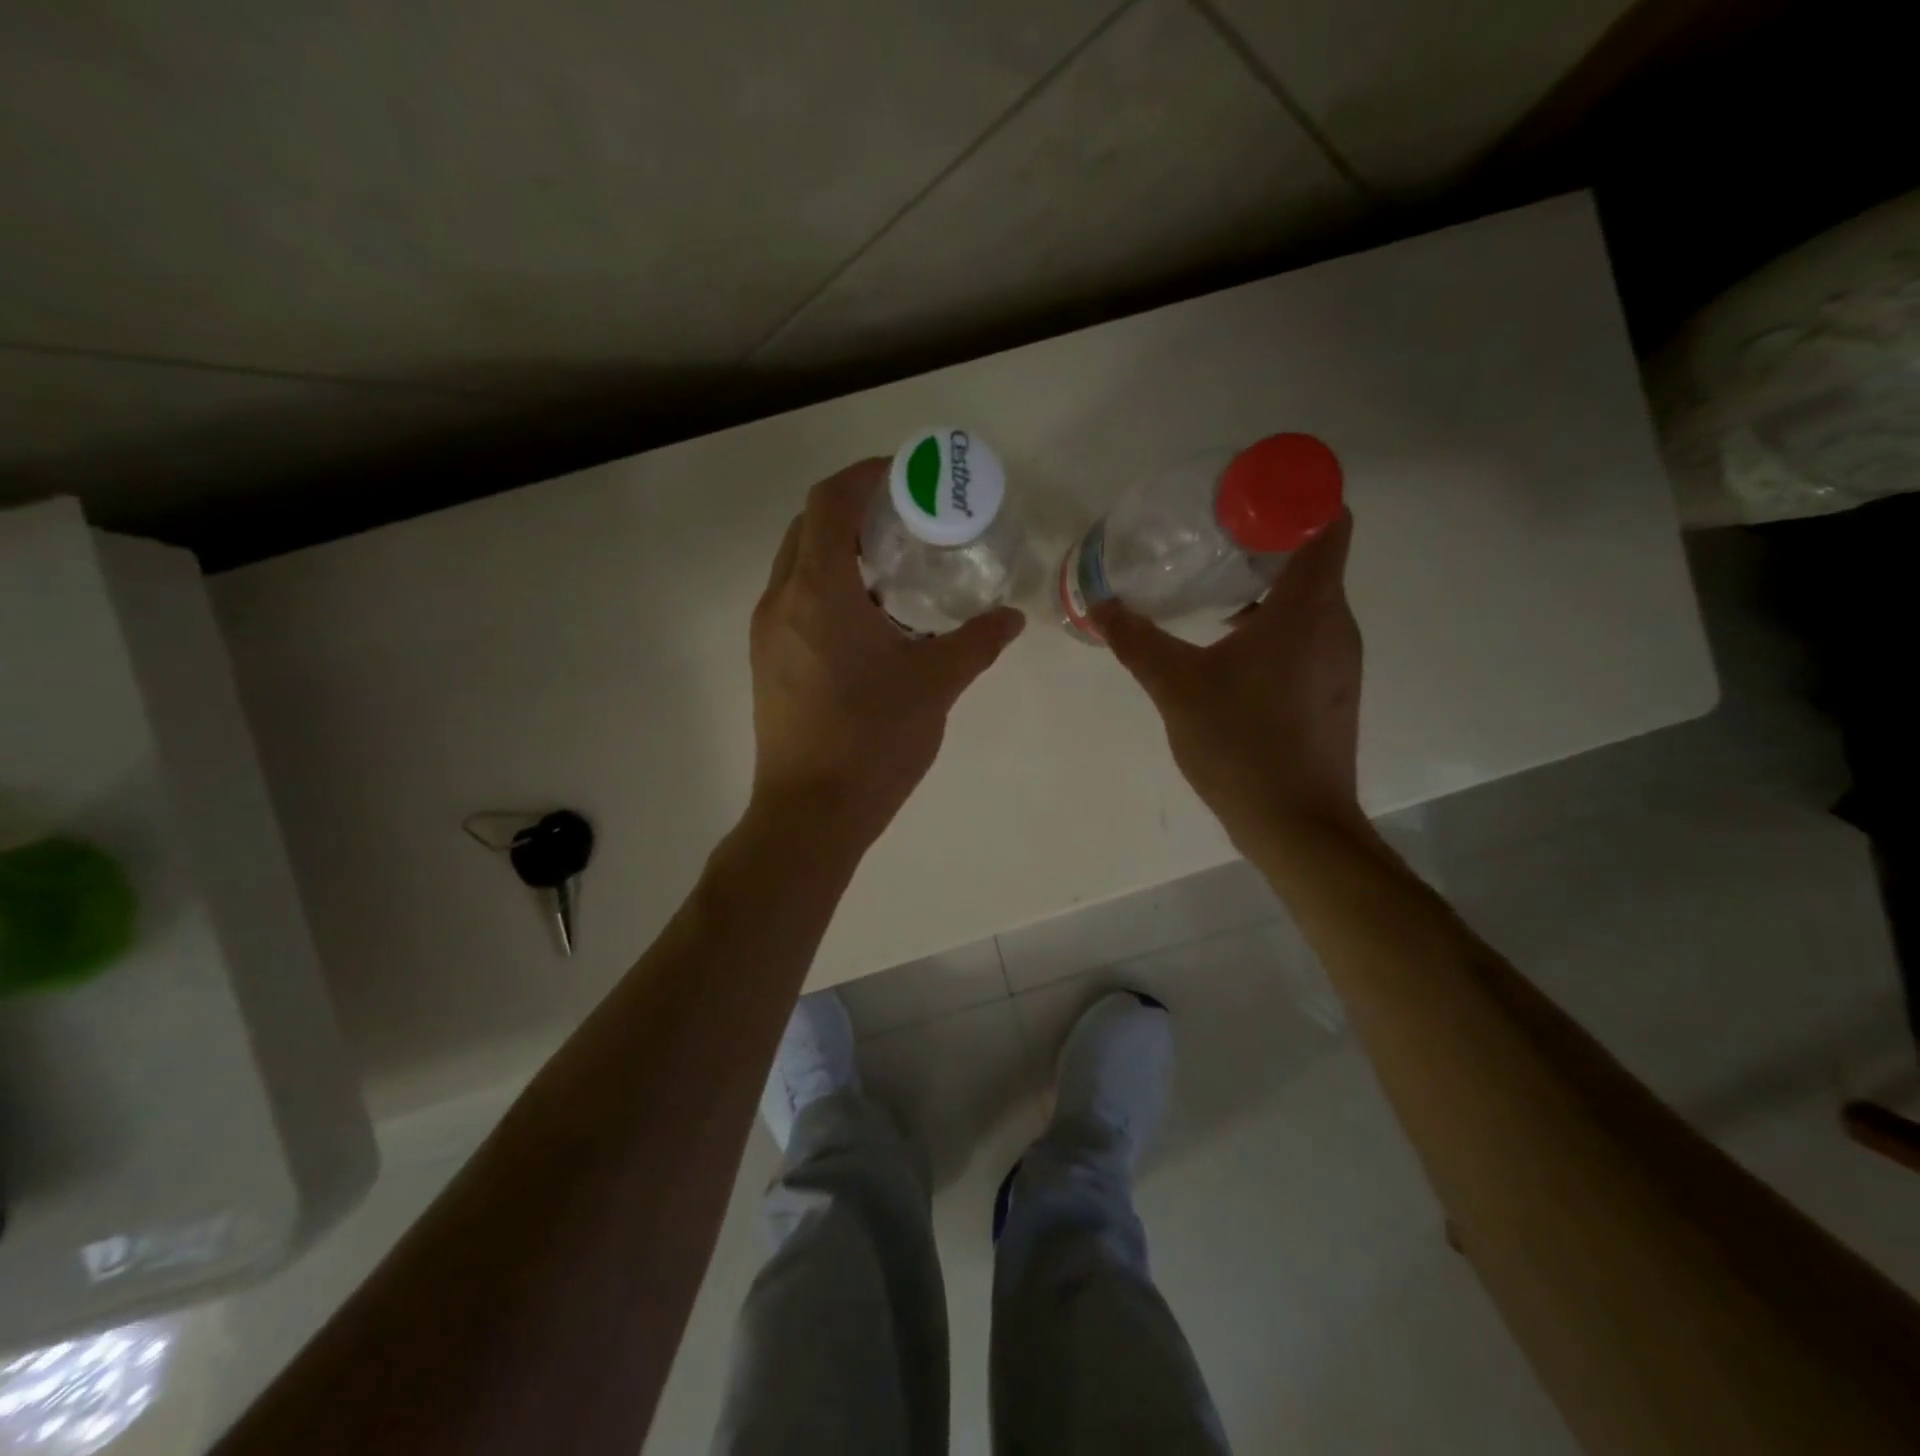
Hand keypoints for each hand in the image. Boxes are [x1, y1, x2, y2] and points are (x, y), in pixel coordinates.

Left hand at [749, 458, 1024, 846]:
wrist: (810, 813)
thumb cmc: (872, 741)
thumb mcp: (935, 684)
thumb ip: (976, 643)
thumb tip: (1011, 619)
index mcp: (817, 591)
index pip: (828, 501)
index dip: (864, 476)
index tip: (904, 476)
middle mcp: (780, 601)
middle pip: (806, 527)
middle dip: (851, 510)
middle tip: (904, 521)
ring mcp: (766, 633)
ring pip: (796, 565)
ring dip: (837, 551)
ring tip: (892, 568)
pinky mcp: (766, 662)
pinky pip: (793, 601)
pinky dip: (826, 588)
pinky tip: (870, 620)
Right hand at [1096, 510, 1361, 852]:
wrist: (1296, 825)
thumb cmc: (1241, 744)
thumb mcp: (1176, 687)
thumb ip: (1137, 641)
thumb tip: (1100, 605)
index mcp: (1309, 608)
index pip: (1326, 520)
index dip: (1295, 496)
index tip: (1245, 498)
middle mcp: (1336, 625)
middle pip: (1315, 558)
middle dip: (1266, 542)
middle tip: (1210, 542)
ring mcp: (1340, 662)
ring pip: (1310, 601)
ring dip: (1267, 589)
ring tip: (1212, 595)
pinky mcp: (1333, 692)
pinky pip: (1308, 636)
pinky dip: (1276, 627)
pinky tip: (1229, 652)